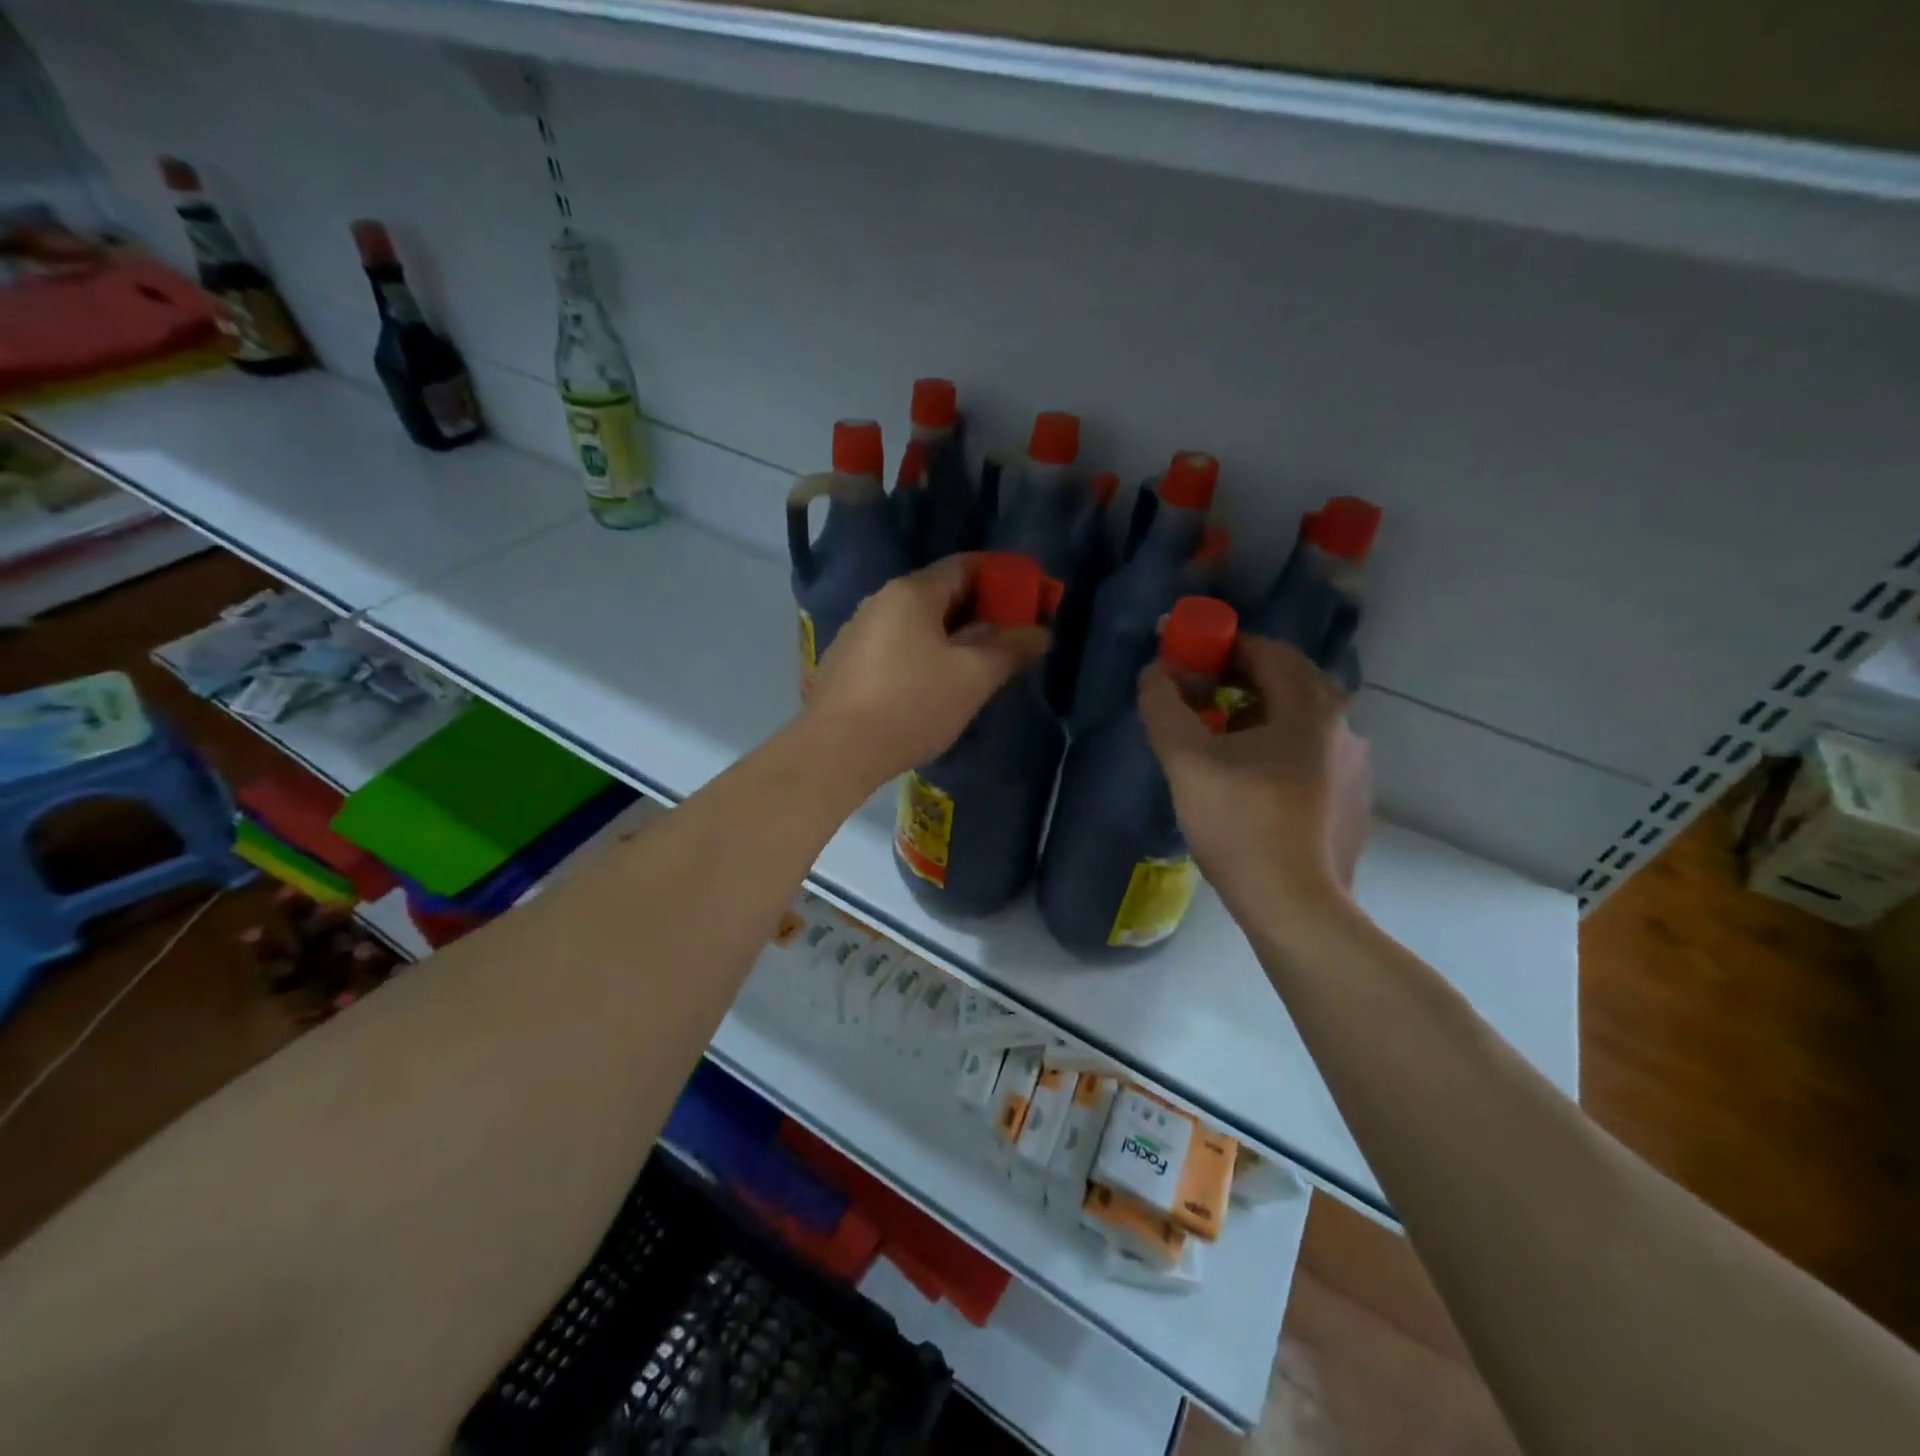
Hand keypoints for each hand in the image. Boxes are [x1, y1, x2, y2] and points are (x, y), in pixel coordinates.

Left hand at [803, 555, 1049, 790]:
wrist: (836, 751)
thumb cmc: (911, 705)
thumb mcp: (973, 677)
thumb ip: (1011, 649)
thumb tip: (1041, 632)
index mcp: (911, 593)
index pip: (965, 565)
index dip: (1003, 577)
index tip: (1030, 597)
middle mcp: (880, 601)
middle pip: (941, 593)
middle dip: (981, 609)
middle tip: (1012, 635)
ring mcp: (858, 631)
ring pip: (918, 622)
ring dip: (953, 634)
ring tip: (980, 662)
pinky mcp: (847, 663)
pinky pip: (898, 645)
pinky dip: (925, 652)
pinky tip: (937, 682)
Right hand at [1139, 634, 1371, 920]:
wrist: (1295, 904)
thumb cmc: (1240, 823)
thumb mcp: (1186, 761)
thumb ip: (1164, 707)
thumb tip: (1154, 673)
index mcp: (1309, 707)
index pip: (1267, 650)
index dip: (1223, 645)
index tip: (1189, 657)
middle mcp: (1343, 725)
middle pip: (1290, 680)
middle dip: (1244, 676)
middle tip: (1202, 692)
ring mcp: (1354, 765)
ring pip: (1304, 719)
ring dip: (1263, 712)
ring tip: (1223, 735)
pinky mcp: (1353, 799)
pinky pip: (1313, 753)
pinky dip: (1282, 746)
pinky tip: (1255, 779)